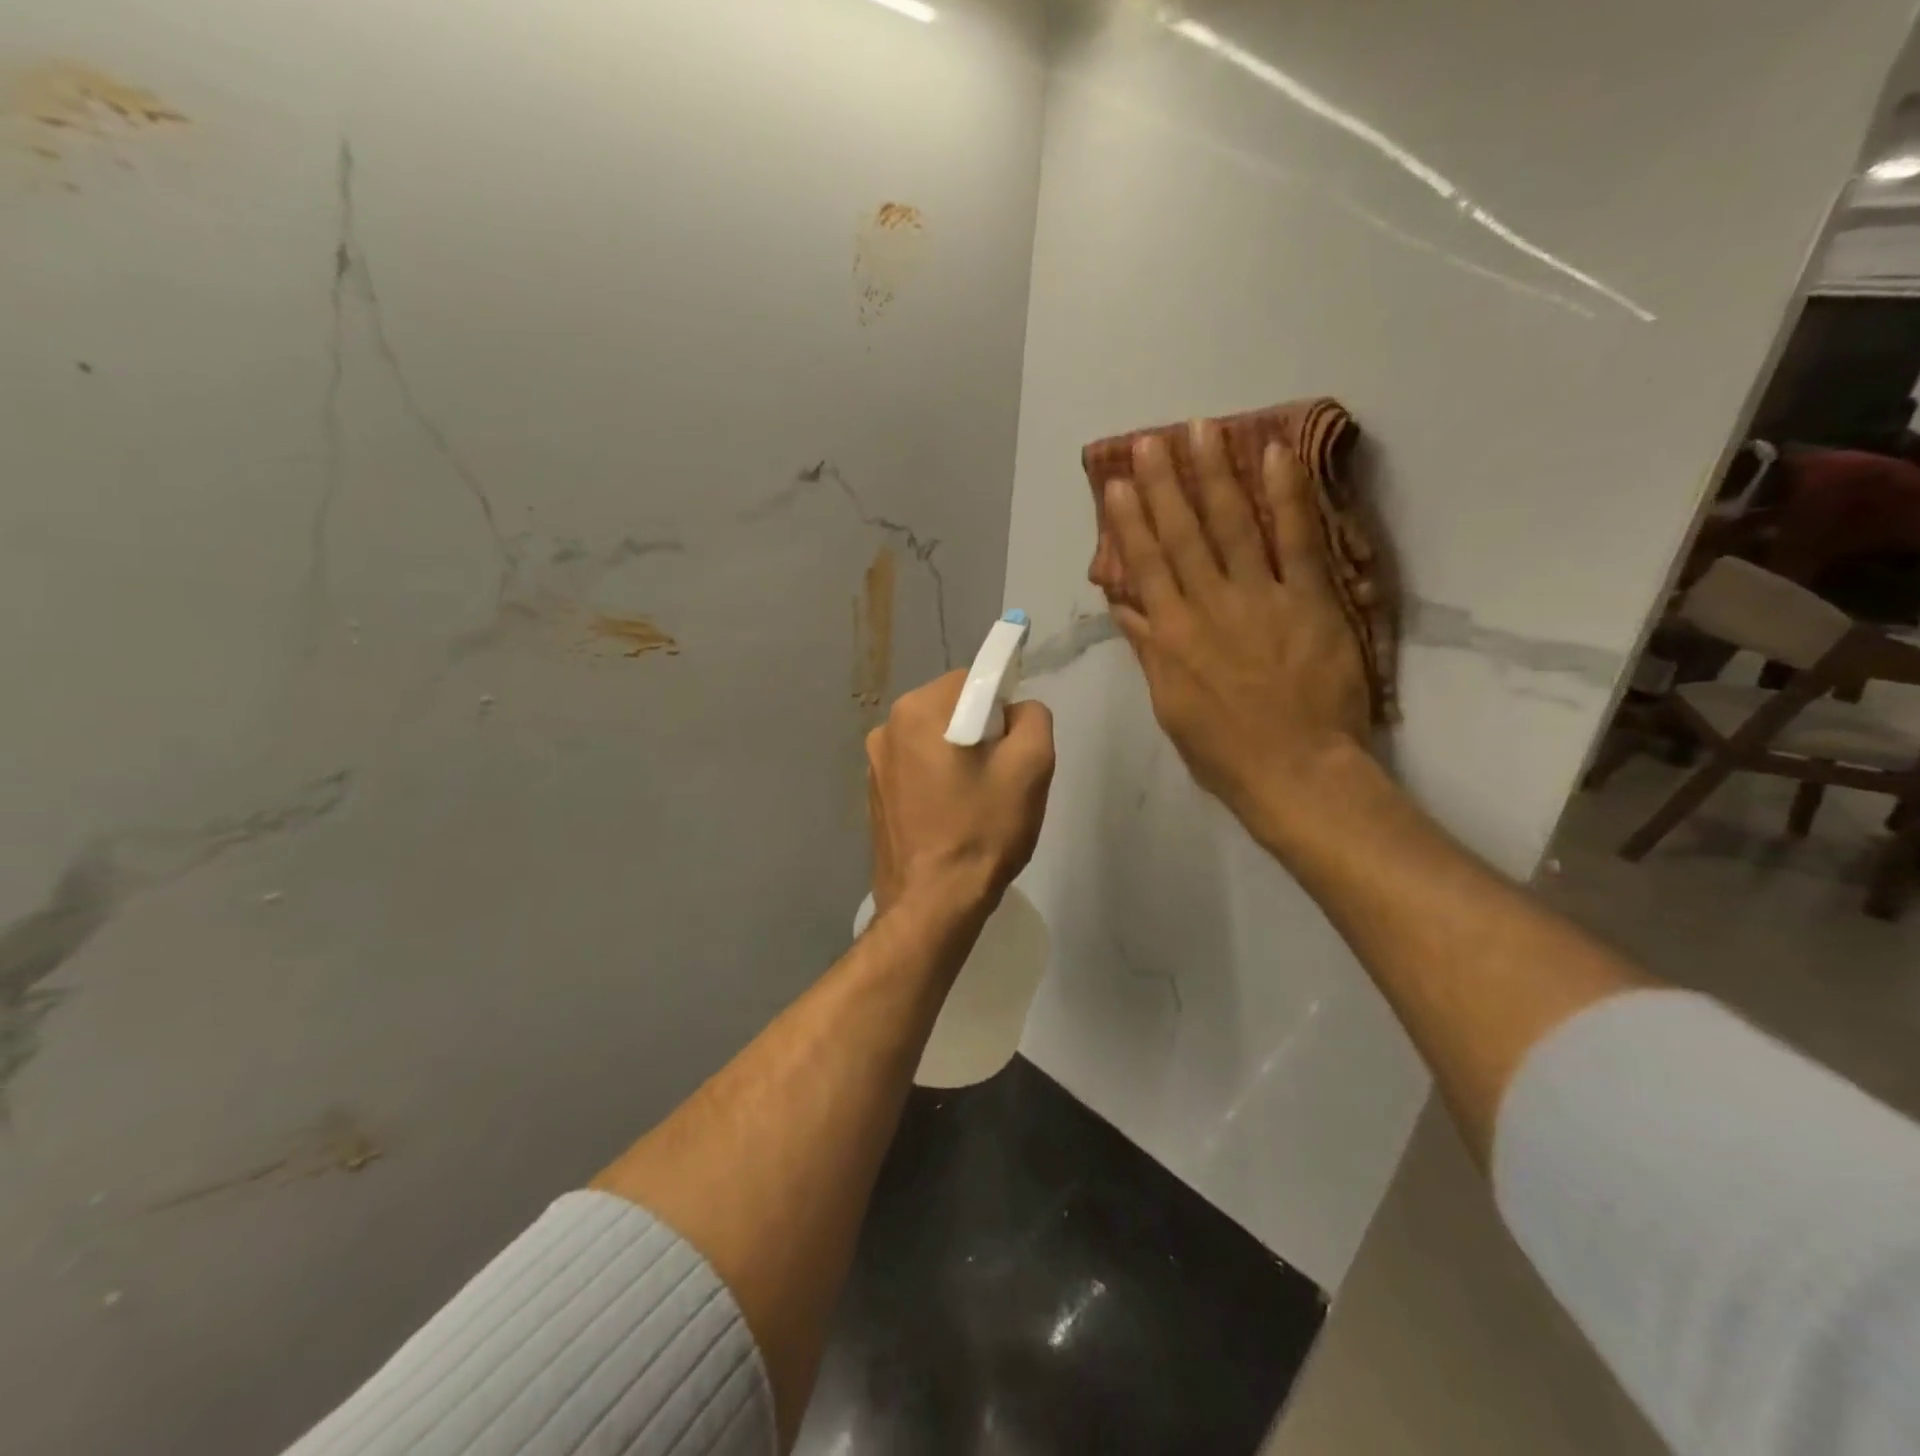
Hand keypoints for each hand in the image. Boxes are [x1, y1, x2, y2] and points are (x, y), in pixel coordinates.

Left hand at [867, 672, 1055, 918]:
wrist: (932, 903)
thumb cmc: (982, 830)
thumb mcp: (1031, 766)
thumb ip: (1033, 717)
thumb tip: (1016, 710)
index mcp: (918, 709)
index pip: (974, 680)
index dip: (1003, 708)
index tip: (1013, 746)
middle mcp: (887, 727)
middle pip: (952, 708)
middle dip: (981, 732)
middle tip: (1001, 777)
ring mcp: (875, 763)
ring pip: (935, 739)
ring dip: (960, 757)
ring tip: (977, 801)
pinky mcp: (875, 794)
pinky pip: (918, 768)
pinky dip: (939, 780)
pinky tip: (953, 816)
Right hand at [1103, 420, 1373, 847]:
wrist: (1296, 772)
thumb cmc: (1224, 751)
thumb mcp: (1170, 707)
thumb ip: (1149, 651)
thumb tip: (1125, 608)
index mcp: (1172, 636)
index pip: (1145, 567)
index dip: (1129, 523)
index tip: (1118, 484)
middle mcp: (1208, 607)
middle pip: (1182, 536)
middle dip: (1164, 485)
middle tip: (1152, 440)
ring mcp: (1260, 599)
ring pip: (1232, 526)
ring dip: (1215, 475)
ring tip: (1202, 430)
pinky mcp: (1309, 600)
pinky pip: (1297, 540)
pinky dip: (1286, 496)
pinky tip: (1276, 455)